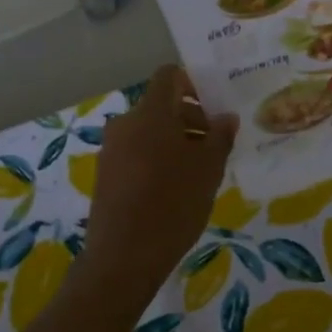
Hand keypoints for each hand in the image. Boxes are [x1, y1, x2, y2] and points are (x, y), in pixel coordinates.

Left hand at [85, 65, 239, 289]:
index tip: (213, 109)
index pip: (169, 76)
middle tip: (215, 146)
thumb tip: (226, 117)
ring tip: (198, 172)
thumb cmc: (173, 203)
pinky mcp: (105, 174)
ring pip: (149, 131)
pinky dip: (157, 159)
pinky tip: (174, 189)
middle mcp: (126, 122)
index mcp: (151, 112)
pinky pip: (136, 152)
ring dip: (175, 141)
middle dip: (190, 118)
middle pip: (161, 105)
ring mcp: (111, 149)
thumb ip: (220, 136)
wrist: (124, 256)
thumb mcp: (209, 169)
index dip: (193, 84)